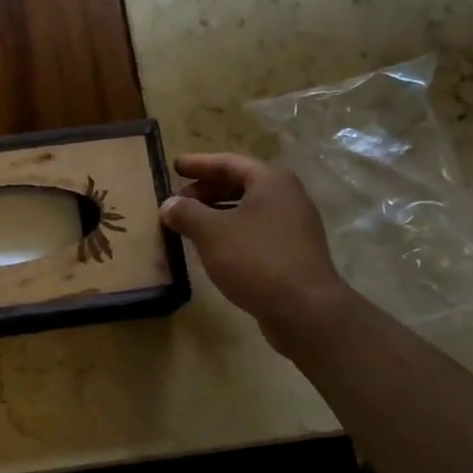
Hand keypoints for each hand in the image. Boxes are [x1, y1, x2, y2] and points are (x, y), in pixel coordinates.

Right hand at [160, 153, 351, 353]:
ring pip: (248, 210)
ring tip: (190, 224)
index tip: (175, 166)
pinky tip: (214, 248)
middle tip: (179, 198)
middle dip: (207, 190)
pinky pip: (256, 232)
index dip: (199, 164)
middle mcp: (287, 197)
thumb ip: (186, 213)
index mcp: (271, 182)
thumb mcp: (211, 232)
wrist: (304, 309)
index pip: (229, 162)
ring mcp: (294, 226)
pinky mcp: (294, 253)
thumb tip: (168, 205)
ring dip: (217, 213)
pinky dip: (232, 232)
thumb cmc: (256, 259)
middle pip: (241, 184)